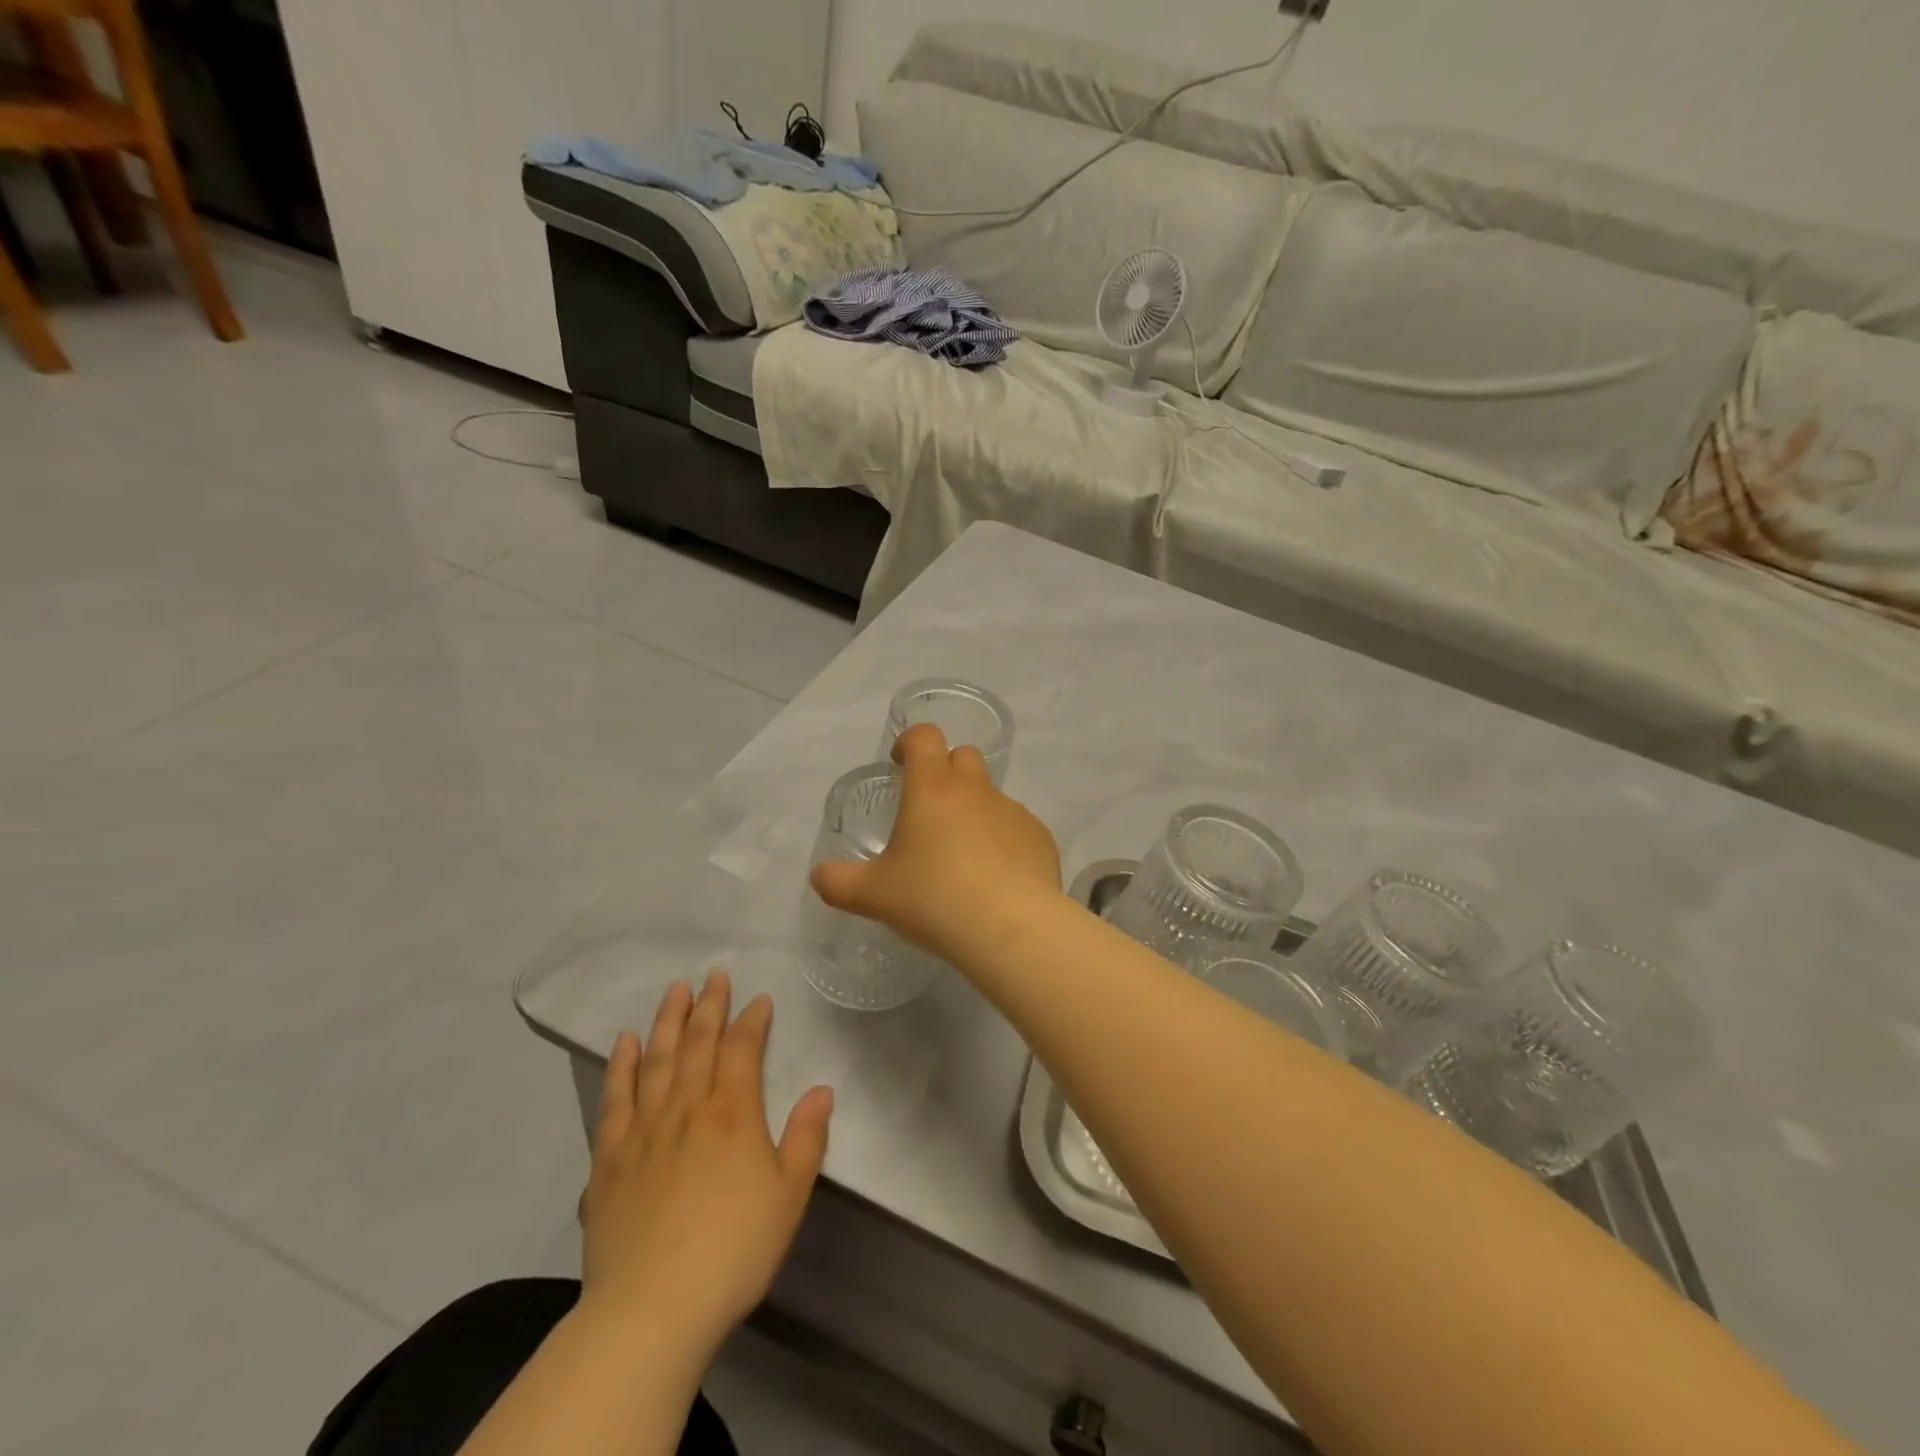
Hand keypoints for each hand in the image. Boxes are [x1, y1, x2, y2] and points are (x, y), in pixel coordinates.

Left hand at [578, 973, 833, 1355]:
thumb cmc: (733, 1250)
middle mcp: (687, 1108)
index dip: (751, 1020)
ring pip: (657, 1060)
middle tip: (714, 975)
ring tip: (674, 991)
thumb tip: (822, 1089)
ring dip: (667, 1022)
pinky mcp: (610, 1158)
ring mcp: (644, 1130)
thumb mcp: (789, 1196)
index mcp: (733, 1113)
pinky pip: (616, 1099)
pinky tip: (624, 1043)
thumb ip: (806, 1138)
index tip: (758, 1000)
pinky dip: (620, 1066)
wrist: (651, 1309)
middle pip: (698, 1044)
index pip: (742, 1050)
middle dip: (709, 1007)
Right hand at [810, 723, 1062, 962]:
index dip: (910, 742)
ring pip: (991, 796)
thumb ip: (839, 882)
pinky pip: (1017, 828)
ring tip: (963, 858)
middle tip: (930, 811)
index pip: (924, 737)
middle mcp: (975, 790)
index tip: (901, 764)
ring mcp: (1013, 811)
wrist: (1011, 928)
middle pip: (963, 756)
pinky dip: (1004, 842)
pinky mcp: (1040, 837)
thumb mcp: (874, 896)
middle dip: (945, 772)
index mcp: (932, 789)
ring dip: (975, 812)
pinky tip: (996, 879)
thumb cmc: (934, 900)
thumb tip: (819, 876)